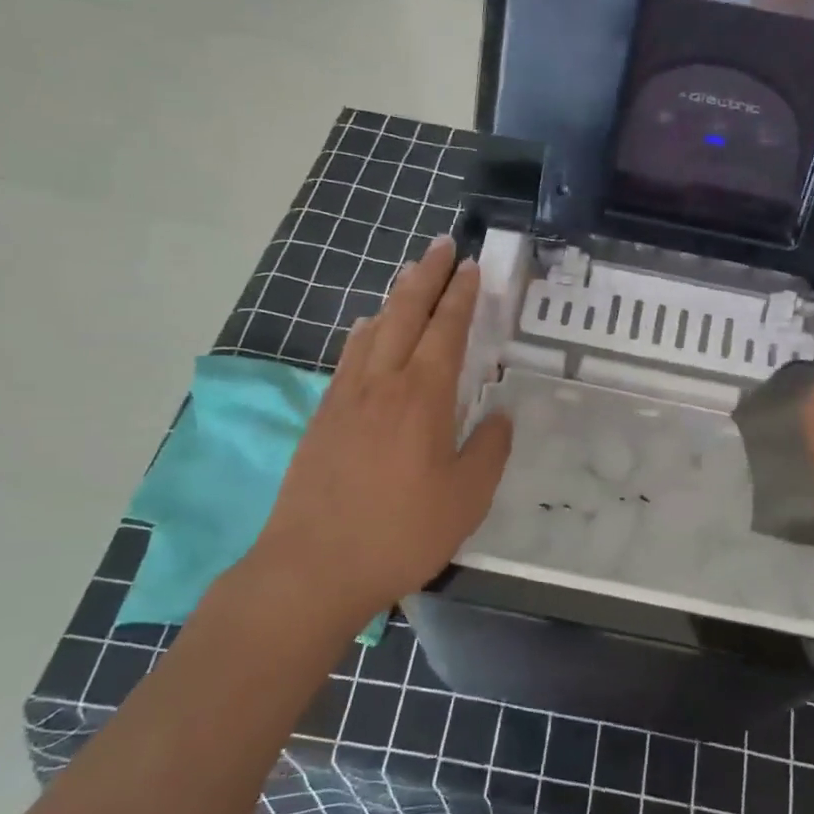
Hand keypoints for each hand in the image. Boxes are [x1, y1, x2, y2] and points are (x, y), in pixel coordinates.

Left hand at [249, 236, 511, 628]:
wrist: (313, 567)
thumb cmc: (401, 533)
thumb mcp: (467, 499)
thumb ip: (489, 451)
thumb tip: (500, 415)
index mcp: (422, 396)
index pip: (446, 329)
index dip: (461, 295)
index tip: (471, 267)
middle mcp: (382, 383)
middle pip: (404, 313)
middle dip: (426, 275)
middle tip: (442, 246)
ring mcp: (346, 397)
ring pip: (372, 329)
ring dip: (394, 297)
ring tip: (408, 276)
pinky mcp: (323, 417)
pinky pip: (348, 357)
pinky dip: (363, 332)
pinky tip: (366, 331)